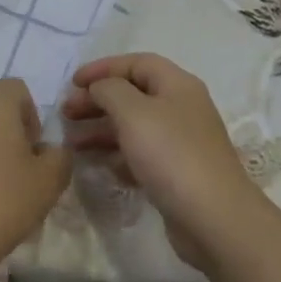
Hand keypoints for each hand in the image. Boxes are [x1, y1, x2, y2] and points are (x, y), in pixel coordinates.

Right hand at [61, 54, 274, 273]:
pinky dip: (117, 155)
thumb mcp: (133, 112)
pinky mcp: (176, 173)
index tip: (73, 83)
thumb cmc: (171, 155)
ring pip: (134, 126)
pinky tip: (99, 165)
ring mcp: (180, 142)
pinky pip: (140, 154)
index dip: (102, 68)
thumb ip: (109, 90)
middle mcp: (181, 108)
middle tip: (66, 113)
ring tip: (72, 142)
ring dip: (101, 129)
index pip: (136, 63)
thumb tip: (100, 87)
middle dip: (97, 100)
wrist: (214, 218)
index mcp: (177, 85)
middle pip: (132, 94)